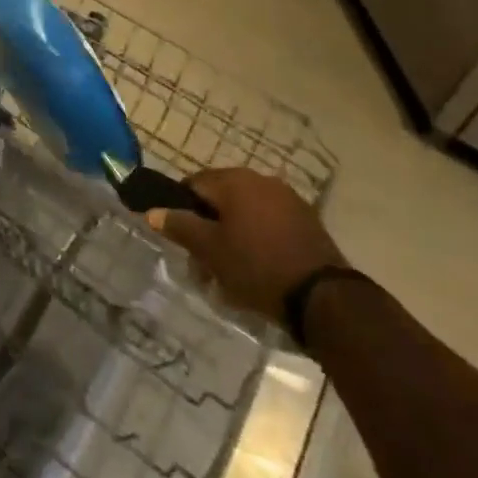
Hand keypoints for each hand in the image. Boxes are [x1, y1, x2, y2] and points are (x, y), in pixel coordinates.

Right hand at [148, 169, 343, 319]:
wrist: (324, 298)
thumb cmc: (257, 267)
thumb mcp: (211, 250)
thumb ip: (180, 226)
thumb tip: (153, 211)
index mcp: (234, 180)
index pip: (194, 184)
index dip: (182, 210)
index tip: (182, 241)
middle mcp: (260, 179)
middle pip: (221, 198)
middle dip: (208, 228)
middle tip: (204, 264)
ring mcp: (287, 198)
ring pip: (245, 212)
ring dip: (233, 236)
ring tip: (231, 274)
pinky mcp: (306, 220)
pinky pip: (269, 223)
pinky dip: (258, 240)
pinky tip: (258, 270)